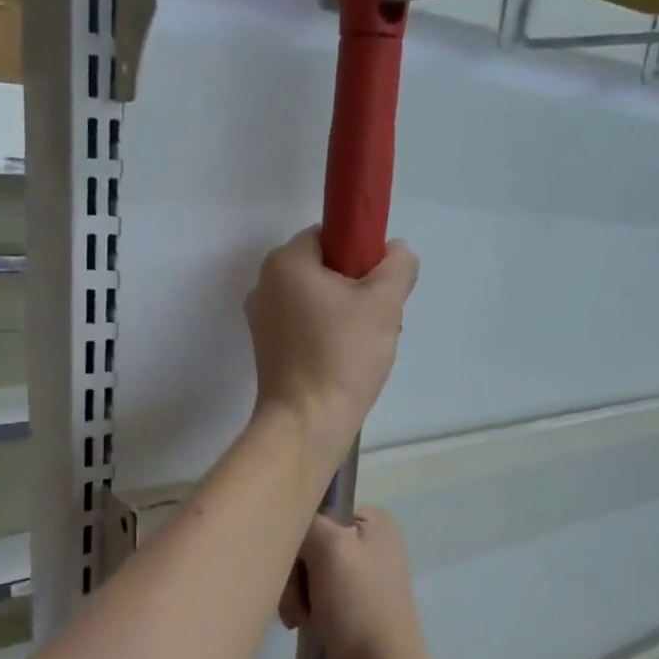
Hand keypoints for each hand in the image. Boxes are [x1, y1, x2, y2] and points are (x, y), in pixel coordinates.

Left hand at [245, 228, 418, 465]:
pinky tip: (348, 361)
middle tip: (381, 319)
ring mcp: (261, 320)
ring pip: (317, 301)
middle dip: (358, 289)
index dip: (362, 255)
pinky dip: (328, 336)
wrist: (306, 423)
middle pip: (324, 269)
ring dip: (346, 315)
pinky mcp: (267, 351)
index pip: (330, 236)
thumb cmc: (342, 355)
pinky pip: (305, 328)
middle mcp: (264, 285)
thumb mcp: (384, 302)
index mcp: (285, 261)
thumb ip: (397, 266)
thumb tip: (395, 251)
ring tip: (367, 345)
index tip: (381, 286)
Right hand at [280, 508, 435, 658]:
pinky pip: (311, 592)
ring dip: (295, 594)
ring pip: (304, 570)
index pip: (315, 511)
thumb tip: (292, 522)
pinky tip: (303, 625)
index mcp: (372, 520)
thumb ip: (307, 522)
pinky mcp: (350, 601)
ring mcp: (359, 572)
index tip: (296, 566)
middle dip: (295, 574)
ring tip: (300, 618)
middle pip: (307, 543)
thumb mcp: (330, 548)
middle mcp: (368, 540)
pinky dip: (303, 608)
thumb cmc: (358, 607)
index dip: (298, 537)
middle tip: (298, 601)